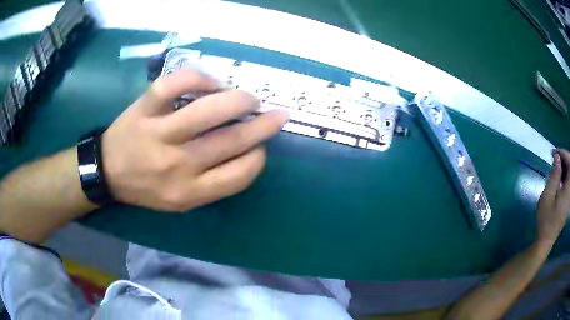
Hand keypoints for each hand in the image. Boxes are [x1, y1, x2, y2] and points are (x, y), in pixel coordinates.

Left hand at [101, 69, 288, 211]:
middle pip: (231, 141)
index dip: (258, 157)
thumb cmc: (146, 188)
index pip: (239, 175)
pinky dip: (200, 77)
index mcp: (188, 192)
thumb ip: (213, 183)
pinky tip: (212, 82)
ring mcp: (158, 133)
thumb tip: (247, 151)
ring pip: (208, 110)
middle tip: (277, 114)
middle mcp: (176, 165)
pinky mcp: (145, 108)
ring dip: (240, 100)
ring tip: (250, 98)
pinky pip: (176, 84)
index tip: (261, 147)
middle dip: (263, 125)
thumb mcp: (180, 201)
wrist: (108, 171)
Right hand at [536, 149, 569, 245]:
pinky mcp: (569, 201)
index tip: (554, 153)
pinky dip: (566, 176)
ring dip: (565, 168)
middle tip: (554, 159)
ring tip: (556, 168)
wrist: (546, 241)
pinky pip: (569, 183)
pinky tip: (560, 179)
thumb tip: (557, 157)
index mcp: (569, 189)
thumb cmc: (546, 219)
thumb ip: (554, 175)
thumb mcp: (548, 196)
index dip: (563, 153)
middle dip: (564, 159)